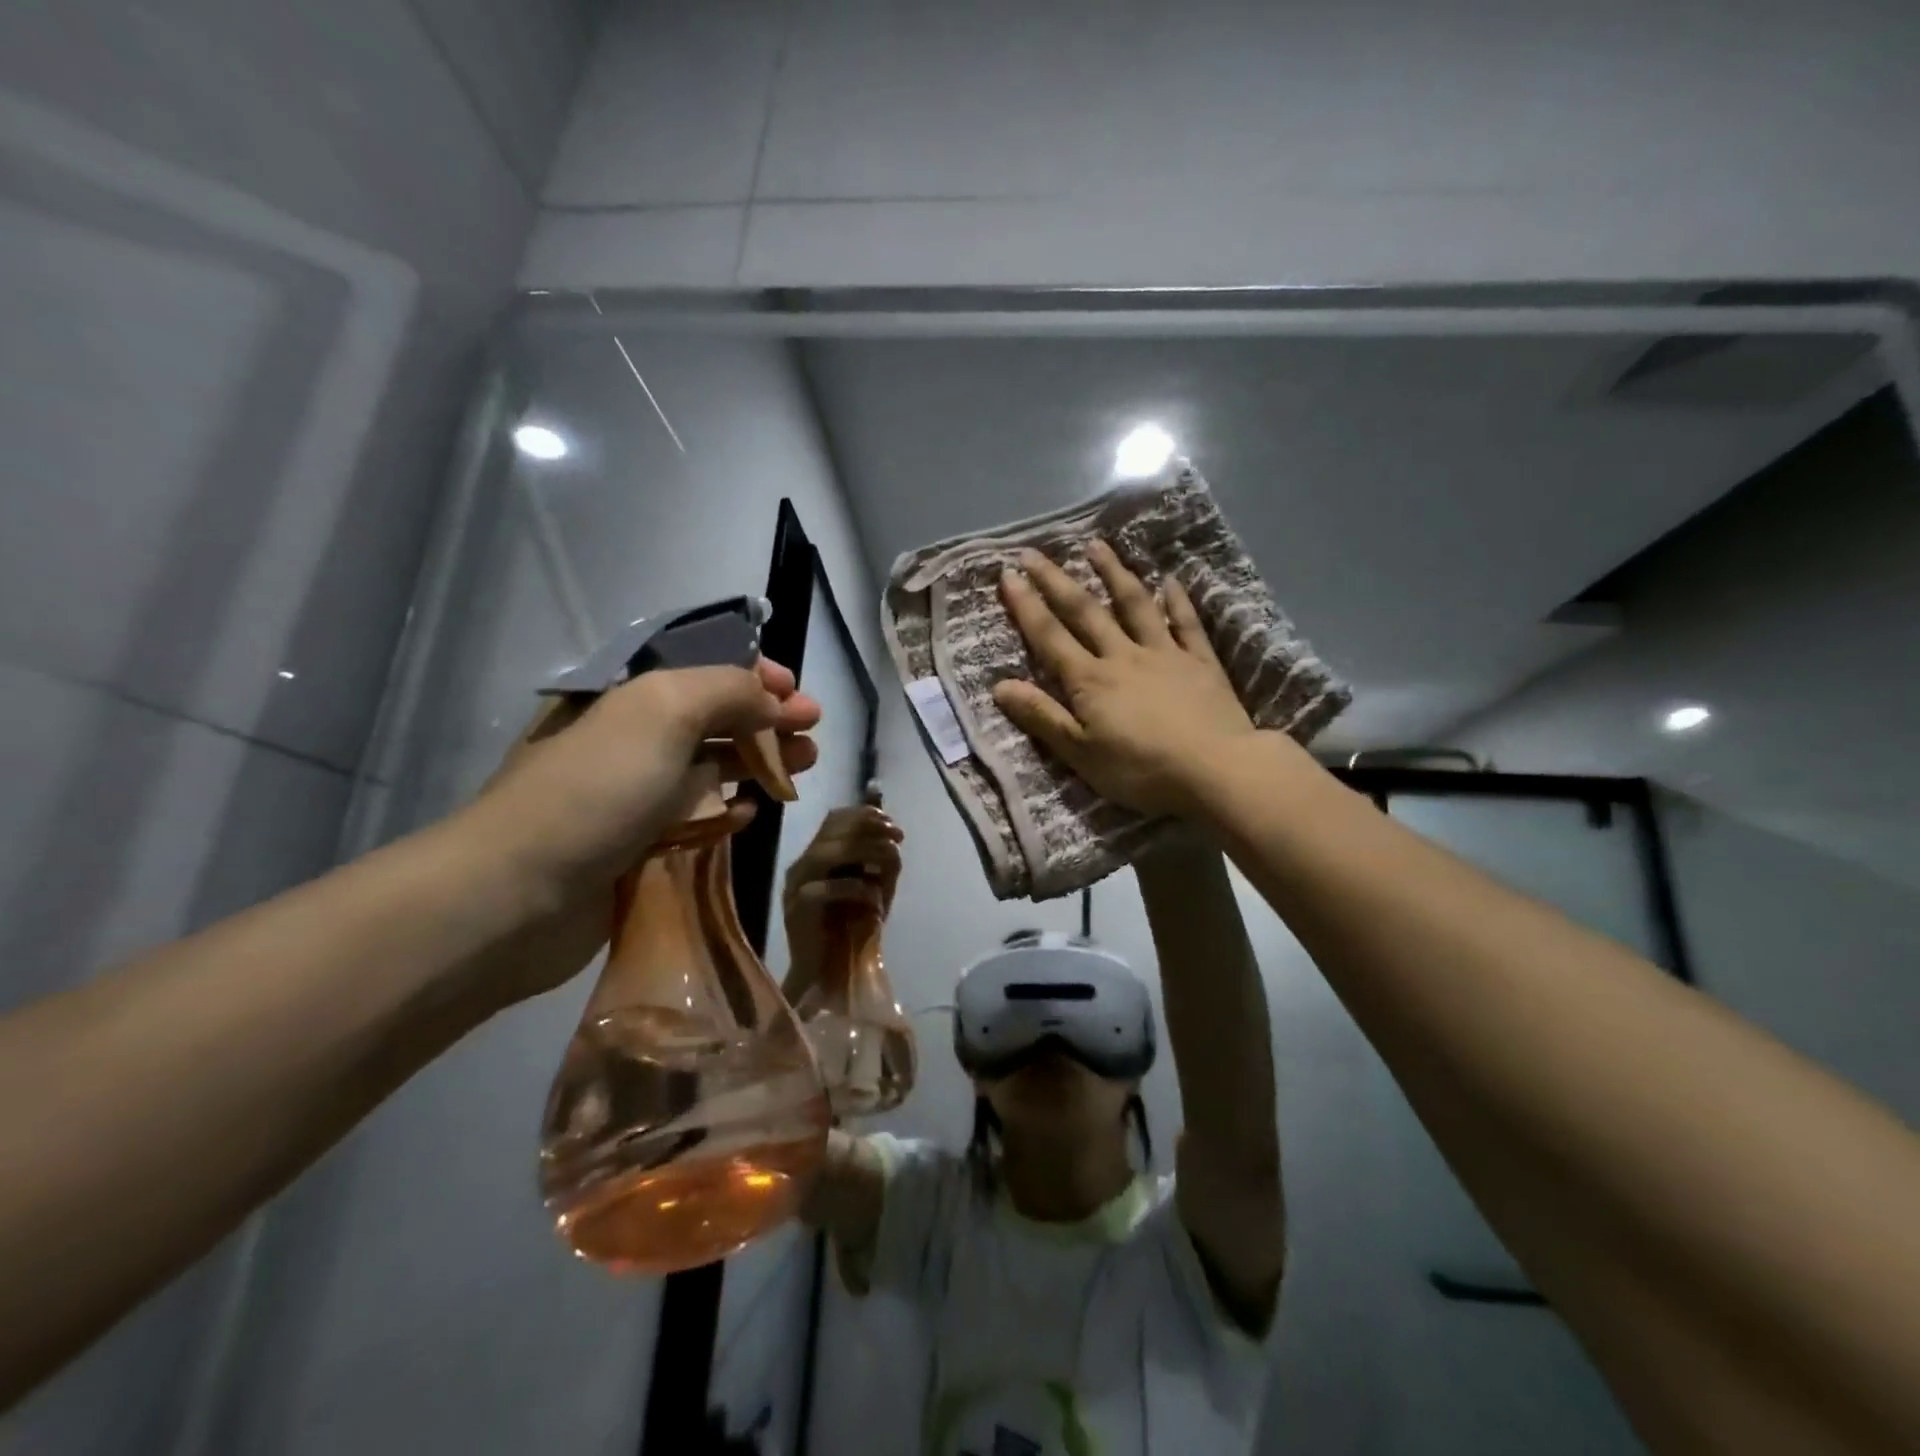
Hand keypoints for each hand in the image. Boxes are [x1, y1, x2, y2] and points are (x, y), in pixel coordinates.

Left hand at [449, 659, 820, 1004]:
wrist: (519, 894)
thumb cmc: (598, 788)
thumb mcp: (664, 710)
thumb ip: (728, 690)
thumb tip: (771, 701)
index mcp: (628, 693)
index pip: (700, 667)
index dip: (752, 673)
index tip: (796, 692)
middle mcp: (631, 736)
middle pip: (713, 716)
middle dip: (767, 718)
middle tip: (813, 731)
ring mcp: (632, 792)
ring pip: (709, 766)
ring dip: (758, 761)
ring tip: (804, 766)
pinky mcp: (636, 843)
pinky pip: (693, 816)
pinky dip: (725, 810)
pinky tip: (750, 814)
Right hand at [782, 805, 903, 987]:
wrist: (834, 973)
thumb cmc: (854, 928)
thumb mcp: (874, 886)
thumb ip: (879, 859)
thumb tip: (891, 832)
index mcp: (817, 855)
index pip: (835, 818)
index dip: (866, 815)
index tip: (894, 826)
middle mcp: (802, 865)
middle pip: (833, 830)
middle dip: (871, 829)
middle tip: (897, 839)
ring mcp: (796, 887)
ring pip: (827, 852)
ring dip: (866, 851)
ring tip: (891, 859)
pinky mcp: (796, 910)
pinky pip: (824, 889)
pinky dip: (856, 889)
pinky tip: (876, 898)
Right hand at [992, 539, 1255, 819]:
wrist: (1215, 769)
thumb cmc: (1141, 769)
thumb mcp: (1081, 753)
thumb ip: (1042, 716)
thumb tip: (999, 685)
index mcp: (1090, 680)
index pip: (1050, 636)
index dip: (1026, 606)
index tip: (1008, 573)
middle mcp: (1123, 655)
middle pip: (1085, 611)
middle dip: (1057, 580)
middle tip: (1035, 552)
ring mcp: (1165, 653)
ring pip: (1135, 605)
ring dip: (1113, 573)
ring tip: (1096, 546)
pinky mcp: (1201, 661)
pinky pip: (1186, 623)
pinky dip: (1178, 600)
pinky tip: (1171, 579)